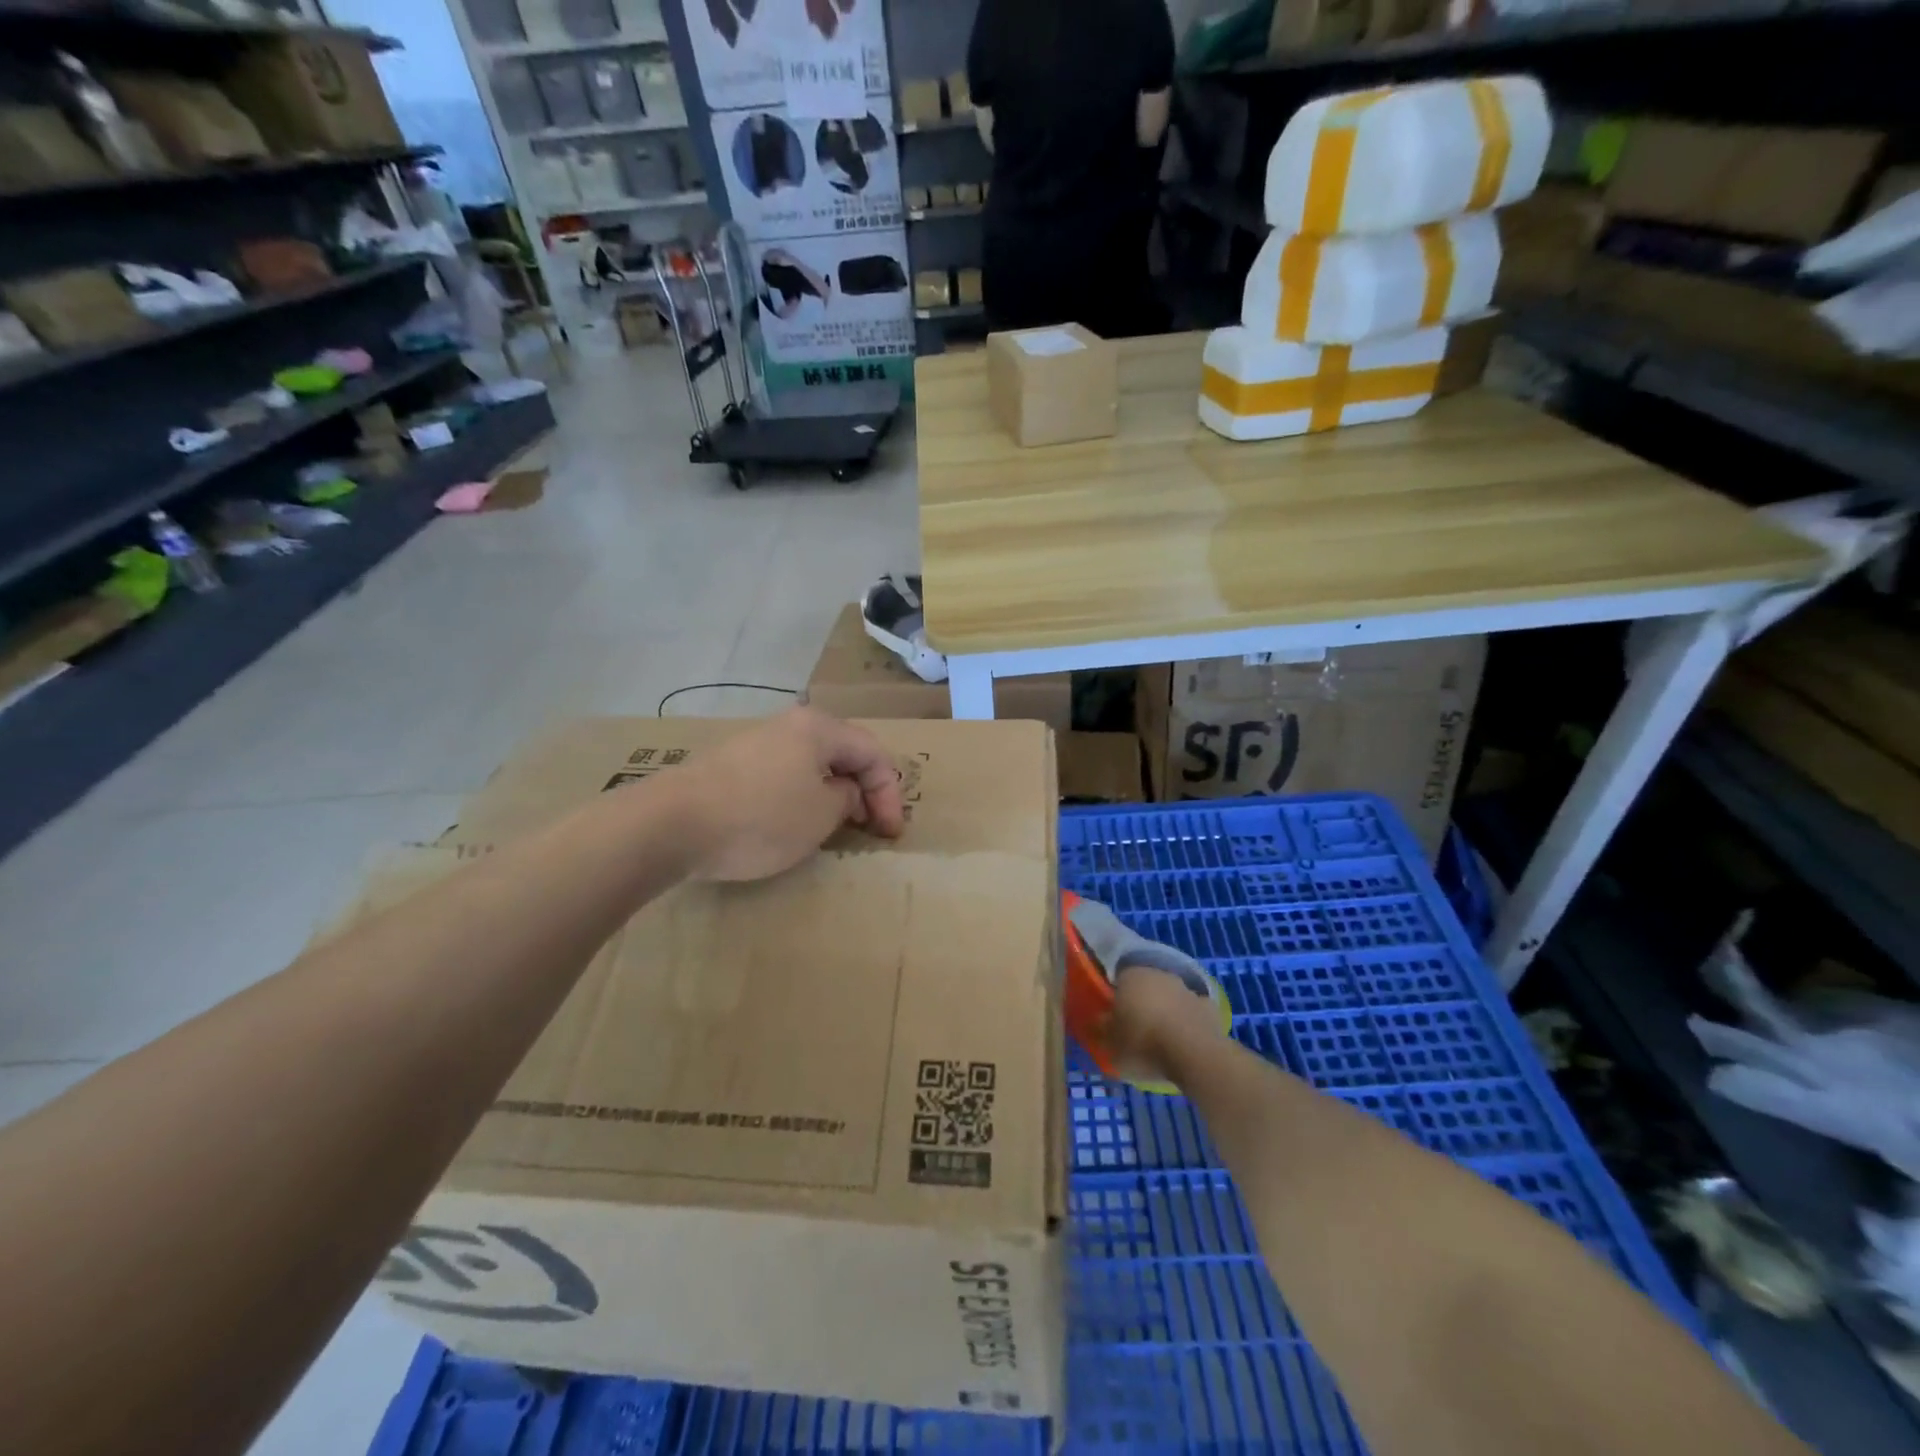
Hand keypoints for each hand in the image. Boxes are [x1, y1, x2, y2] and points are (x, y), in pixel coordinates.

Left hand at [663, 707, 904, 881]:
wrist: (670, 824)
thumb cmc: (760, 817)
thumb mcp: (820, 815)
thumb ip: (847, 800)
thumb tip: (844, 792)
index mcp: (818, 728)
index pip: (872, 753)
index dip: (889, 794)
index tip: (890, 835)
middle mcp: (788, 725)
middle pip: (842, 754)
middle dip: (863, 791)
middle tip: (871, 827)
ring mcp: (756, 743)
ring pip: (811, 765)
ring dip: (832, 795)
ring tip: (837, 828)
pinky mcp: (730, 766)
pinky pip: (782, 776)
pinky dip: (801, 797)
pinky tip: (794, 823)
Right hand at [1105, 965, 1227, 1086]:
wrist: (1193, 1054)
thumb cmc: (1143, 1043)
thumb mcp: (1110, 1044)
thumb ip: (1101, 1029)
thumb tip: (1099, 1021)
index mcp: (1130, 975)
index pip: (1118, 978)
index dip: (1115, 997)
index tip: (1113, 1016)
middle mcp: (1158, 974)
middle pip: (1145, 986)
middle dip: (1141, 1002)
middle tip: (1135, 1028)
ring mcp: (1186, 988)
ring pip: (1169, 997)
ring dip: (1165, 1011)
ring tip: (1160, 1039)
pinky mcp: (1208, 1006)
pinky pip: (1191, 1011)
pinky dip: (1187, 1022)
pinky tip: (1184, 1041)